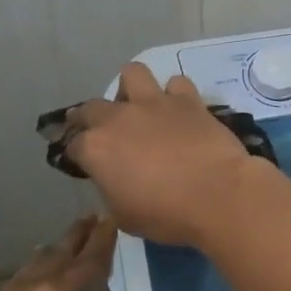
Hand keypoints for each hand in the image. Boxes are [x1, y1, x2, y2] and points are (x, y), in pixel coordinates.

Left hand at [0, 215, 187, 290]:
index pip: (89, 260)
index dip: (105, 238)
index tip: (115, 214)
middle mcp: (28, 289)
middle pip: (59, 252)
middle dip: (79, 235)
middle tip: (94, 216)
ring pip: (32, 265)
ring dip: (53, 252)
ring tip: (63, 245)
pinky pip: (13, 283)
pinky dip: (29, 274)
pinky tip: (26, 289)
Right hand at [65, 64, 267, 246]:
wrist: (217, 195)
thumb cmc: (167, 214)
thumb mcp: (124, 216)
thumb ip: (112, 191)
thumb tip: (116, 181)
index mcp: (96, 148)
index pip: (73, 145)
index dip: (78, 155)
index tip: (86, 164)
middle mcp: (119, 117)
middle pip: (92, 107)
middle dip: (91, 118)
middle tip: (104, 134)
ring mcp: (154, 103)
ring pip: (132, 73)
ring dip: (132, 89)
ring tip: (140, 107)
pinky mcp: (188, 99)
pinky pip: (176, 83)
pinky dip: (175, 94)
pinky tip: (180, 110)